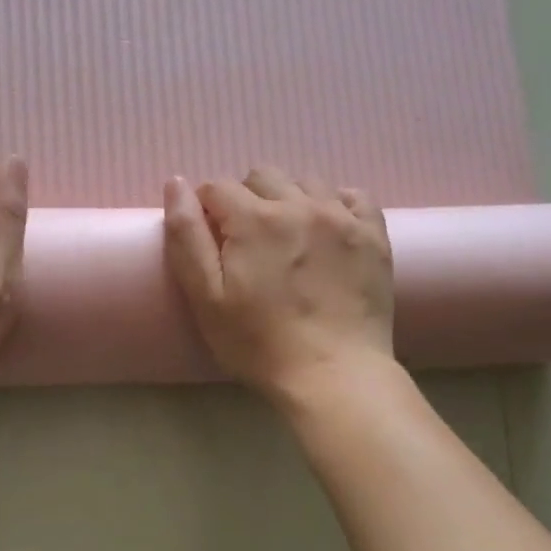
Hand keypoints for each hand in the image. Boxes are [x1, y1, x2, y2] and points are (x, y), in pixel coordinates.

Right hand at [164, 166, 394, 399]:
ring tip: (287, 239)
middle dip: (245, 199)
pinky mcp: (374, 236)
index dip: (206, 209)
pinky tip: (327, 232)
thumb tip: (175, 183)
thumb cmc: (258, 343)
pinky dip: (335, 204)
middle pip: (261, 176)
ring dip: (288, 200)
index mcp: (254, 219)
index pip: (217, 186)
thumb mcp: (206, 298)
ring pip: (306, 182)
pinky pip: (353, 196)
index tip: (211, 241)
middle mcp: (300, 204)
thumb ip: (186, 237)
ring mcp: (342, 217)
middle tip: (247, 243)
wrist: (334, 374)